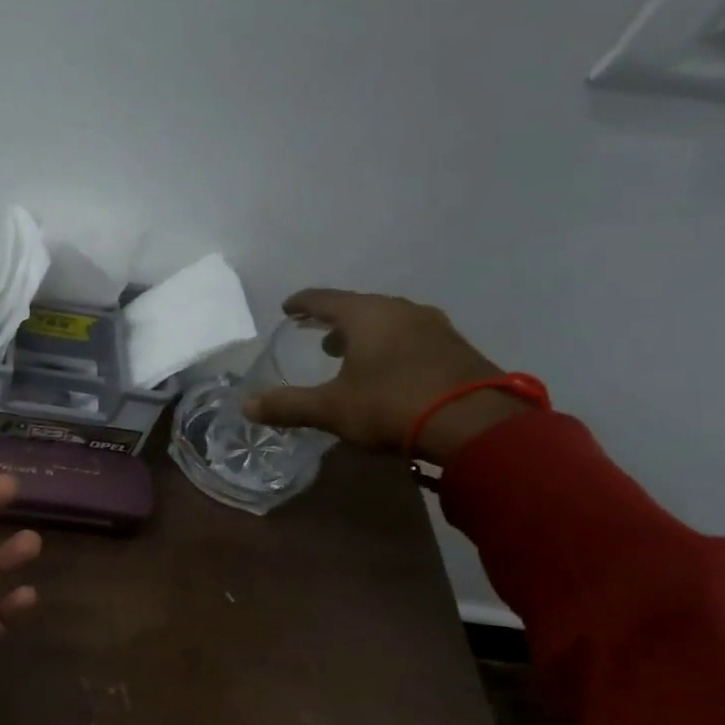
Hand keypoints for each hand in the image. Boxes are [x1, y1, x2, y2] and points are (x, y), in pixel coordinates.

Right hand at [244, 289, 527, 463]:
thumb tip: (246, 406)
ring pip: (390, 321)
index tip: (288, 308)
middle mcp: (401, 311)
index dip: (302, 303)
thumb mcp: (331, 409)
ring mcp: (435, 328)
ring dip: (366, 333)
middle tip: (317, 333)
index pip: (325, 299)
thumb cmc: (392, 405)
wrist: (477, 425)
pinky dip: (392, 346)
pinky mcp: (458, 349)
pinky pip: (413, 337)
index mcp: (367, 315)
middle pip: (360, 307)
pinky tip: (389, 368)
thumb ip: (288, 406)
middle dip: (335, 319)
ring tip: (350, 352)